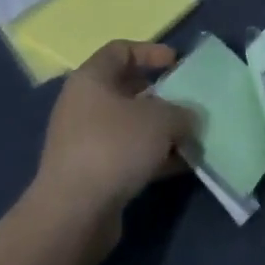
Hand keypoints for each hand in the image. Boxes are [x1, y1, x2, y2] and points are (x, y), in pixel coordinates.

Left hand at [31, 41, 193, 250]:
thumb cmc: (114, 147)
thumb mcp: (161, 120)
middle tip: (188, 103)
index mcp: (91, 79)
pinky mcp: (91, 172)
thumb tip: (189, 119)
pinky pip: (127, 154)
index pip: (121, 50)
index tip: (176, 63)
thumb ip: (182, 113)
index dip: (150, 51)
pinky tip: (180, 166)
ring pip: (130, 125)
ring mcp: (85, 140)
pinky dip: (152, 156)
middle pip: (127, 89)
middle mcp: (83, 104)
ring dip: (160, 130)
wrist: (73, 213)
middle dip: (161, 96)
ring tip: (191, 138)